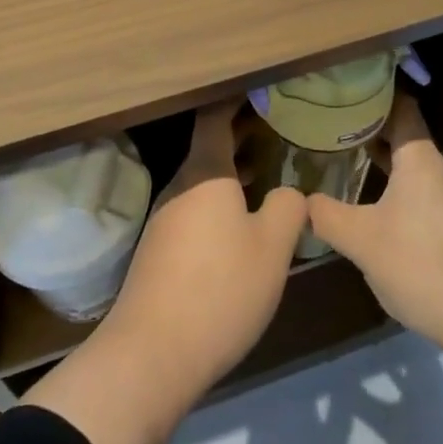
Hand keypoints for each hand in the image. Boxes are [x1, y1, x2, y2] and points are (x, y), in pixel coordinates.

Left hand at [24, 101, 304, 443]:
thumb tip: (291, 191)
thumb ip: (288, 208)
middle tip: (277, 128)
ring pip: (204, 181)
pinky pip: (196, 209)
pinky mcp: (160, 250)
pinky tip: (241, 224)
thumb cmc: (220, 288)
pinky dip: (221, 201)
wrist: (151, 354)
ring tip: (267, 171)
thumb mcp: (271, 248)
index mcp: (205, 172)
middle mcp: (180, 186)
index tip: (262, 90)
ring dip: (233, 172)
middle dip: (241, 136)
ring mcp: (166, 218)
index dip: (237, 100)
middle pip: (210, 148)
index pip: (216, 118)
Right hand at [307, 95, 442, 403]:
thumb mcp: (363, 241)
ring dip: (377, 161)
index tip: (340, 88)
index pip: (399, 106)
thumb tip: (298, 199)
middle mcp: (437, 172)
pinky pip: (415, 195)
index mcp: (419, 159)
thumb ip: (326, 215)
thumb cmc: (425, 265)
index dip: (372, 92)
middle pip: (401, 136)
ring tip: (339, 158)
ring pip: (407, 168)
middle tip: (326, 123)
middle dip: (365, 128)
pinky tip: (367, 207)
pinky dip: (389, 189)